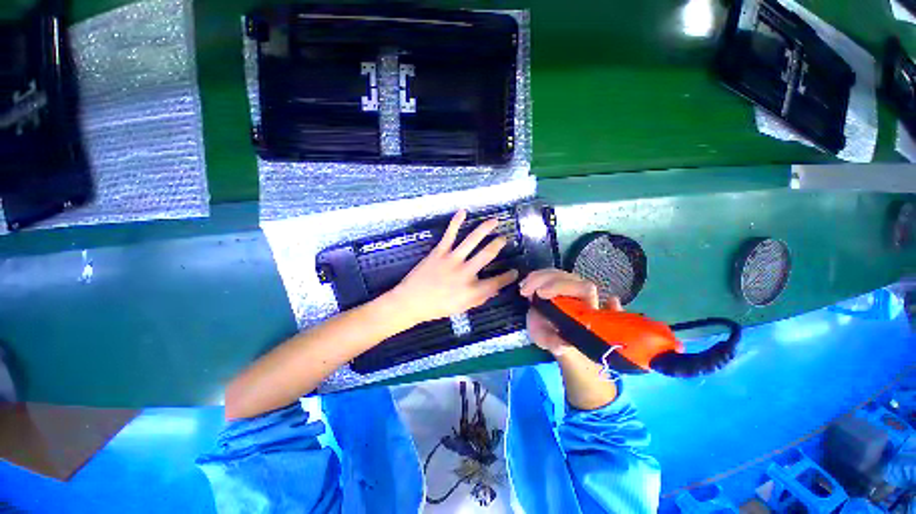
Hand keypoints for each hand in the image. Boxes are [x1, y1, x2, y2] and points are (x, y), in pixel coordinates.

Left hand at [387, 210, 518, 326]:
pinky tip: (463, 211)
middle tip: (504, 238)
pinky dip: (456, 222)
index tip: (515, 271)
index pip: (497, 282)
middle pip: (487, 254)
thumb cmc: (437, 307)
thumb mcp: (462, 308)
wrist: (411, 301)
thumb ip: (480, 298)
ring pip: (472, 240)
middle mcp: (466, 273)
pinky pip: (450, 234)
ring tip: (494, 221)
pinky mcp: (439, 252)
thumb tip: (495, 289)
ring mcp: (452, 260)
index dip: (508, 276)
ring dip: (485, 229)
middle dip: (498, 244)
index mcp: (472, 290)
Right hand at [520, 269, 621, 355]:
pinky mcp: (555, 281)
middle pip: (567, 277)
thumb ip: (557, 345)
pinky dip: (533, 277)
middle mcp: (580, 292)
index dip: (563, 287)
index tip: (541, 293)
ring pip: (556, 274)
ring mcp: (568, 285)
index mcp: (587, 308)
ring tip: (523, 290)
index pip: (584, 288)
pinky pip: (547, 274)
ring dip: (537, 278)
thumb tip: (560, 346)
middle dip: (545, 281)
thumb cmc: (558, 339)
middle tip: (527, 291)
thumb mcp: (555, 345)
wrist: (550, 333)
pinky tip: (524, 286)